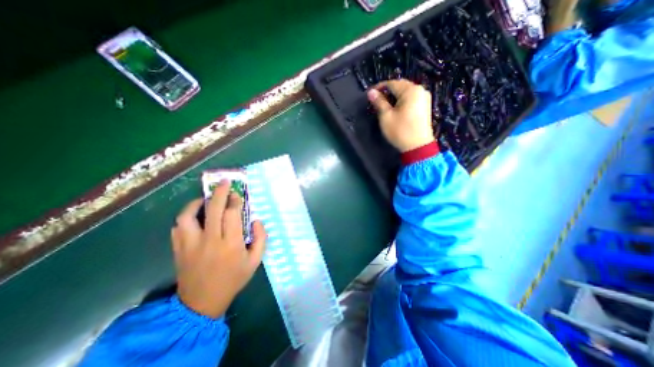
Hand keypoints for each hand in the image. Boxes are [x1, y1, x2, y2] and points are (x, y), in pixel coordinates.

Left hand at [174, 180, 267, 318]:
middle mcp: (210, 240)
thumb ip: (261, 239)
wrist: (202, 302)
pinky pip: (177, 227)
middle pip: (213, 209)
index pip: (232, 214)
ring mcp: (191, 244)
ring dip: (197, 203)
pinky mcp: (178, 249)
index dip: (235, 200)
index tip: (237, 194)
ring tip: (204, 199)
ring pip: (188, 216)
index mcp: (231, 244)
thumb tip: (257, 221)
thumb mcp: (255, 261)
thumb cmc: (233, 279)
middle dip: (220, 192)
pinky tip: (194, 217)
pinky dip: (185, 217)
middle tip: (224, 182)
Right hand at [367, 79, 432, 152]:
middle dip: (387, 91)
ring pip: (405, 92)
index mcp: (410, 90)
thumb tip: (371, 92)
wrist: (418, 147)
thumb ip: (379, 102)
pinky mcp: (425, 105)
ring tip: (384, 105)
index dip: (379, 88)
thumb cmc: (400, 131)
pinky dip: (402, 100)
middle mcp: (420, 90)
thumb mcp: (386, 116)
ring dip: (394, 96)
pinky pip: (411, 98)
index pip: (391, 83)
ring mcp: (424, 97)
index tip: (370, 95)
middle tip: (376, 101)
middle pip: (400, 86)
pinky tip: (396, 108)